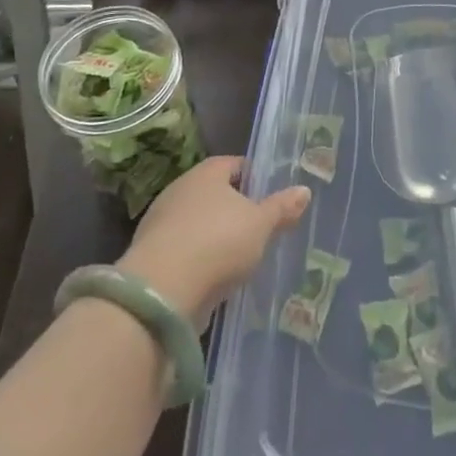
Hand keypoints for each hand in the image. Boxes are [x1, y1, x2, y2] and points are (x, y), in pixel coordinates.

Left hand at [118, 157, 309, 322]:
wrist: (162, 291)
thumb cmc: (219, 242)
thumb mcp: (261, 224)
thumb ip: (282, 208)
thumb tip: (304, 191)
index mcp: (206, 172)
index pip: (234, 164)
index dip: (254, 177)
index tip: (270, 196)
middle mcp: (180, 189)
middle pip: (214, 193)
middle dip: (234, 209)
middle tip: (259, 227)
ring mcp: (161, 222)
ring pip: (197, 222)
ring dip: (215, 236)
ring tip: (240, 257)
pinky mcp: (150, 255)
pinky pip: (183, 249)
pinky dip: (198, 259)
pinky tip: (215, 276)